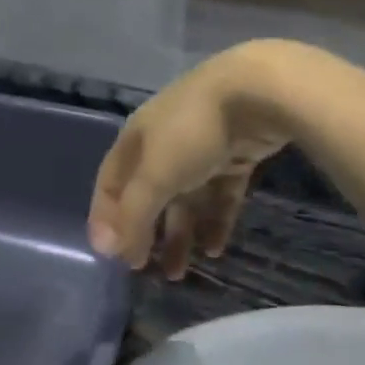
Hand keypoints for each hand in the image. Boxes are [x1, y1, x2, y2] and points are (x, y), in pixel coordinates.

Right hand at [88, 44, 301, 279]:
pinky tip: (215, 249)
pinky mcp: (235, 154)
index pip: (111, 183)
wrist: (257, 92)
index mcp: (136, 140)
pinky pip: (219, 194)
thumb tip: (108, 251)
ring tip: (180, 272)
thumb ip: (132, 216)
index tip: (110, 255)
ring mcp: (201, 148)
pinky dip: (215, 220)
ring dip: (180, 235)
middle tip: (147, 271)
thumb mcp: (155, 176)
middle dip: (147, 234)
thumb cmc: (192, 133)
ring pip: (186, 200)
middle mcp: (164, 143)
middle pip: (150, 196)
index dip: (106, 218)